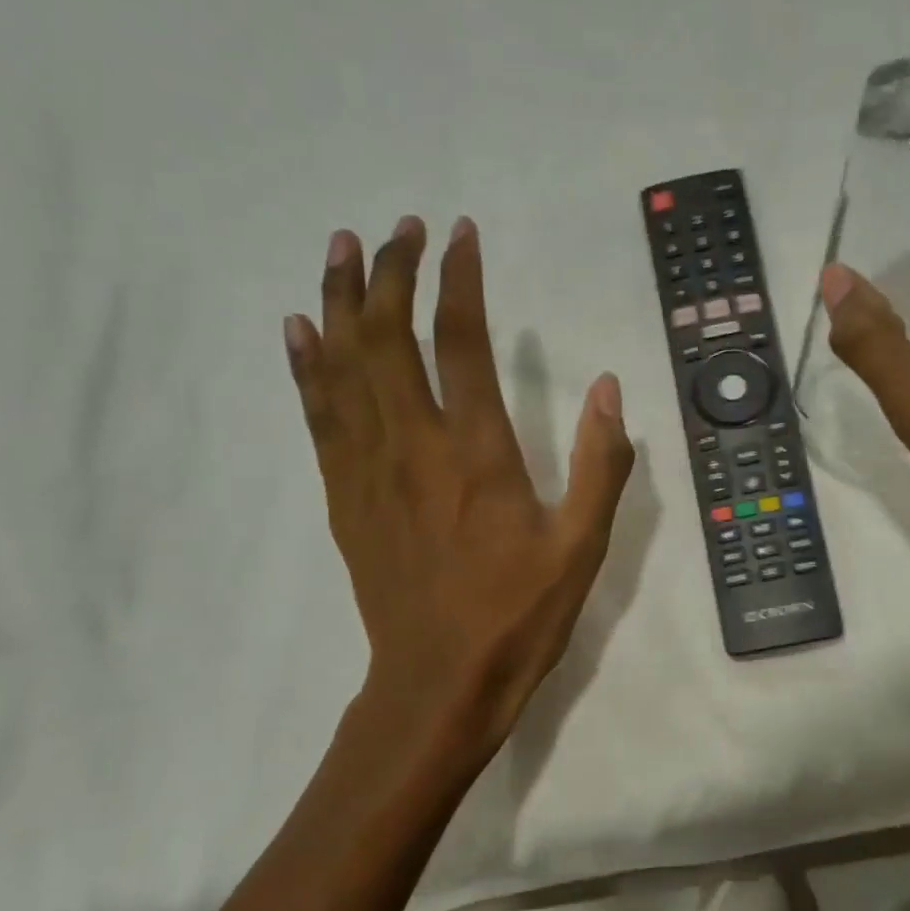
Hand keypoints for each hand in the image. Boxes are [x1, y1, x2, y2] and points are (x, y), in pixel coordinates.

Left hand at [283, 216, 633, 770]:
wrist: (439, 683)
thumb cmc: (518, 616)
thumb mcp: (583, 547)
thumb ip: (600, 465)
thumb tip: (609, 389)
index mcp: (478, 453)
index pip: (463, 341)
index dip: (459, 279)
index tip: (460, 234)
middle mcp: (415, 445)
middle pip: (389, 337)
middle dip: (392, 272)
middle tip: (399, 227)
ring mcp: (369, 469)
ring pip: (343, 366)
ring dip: (340, 300)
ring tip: (341, 247)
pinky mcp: (344, 497)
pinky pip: (318, 416)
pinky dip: (306, 365)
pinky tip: (300, 329)